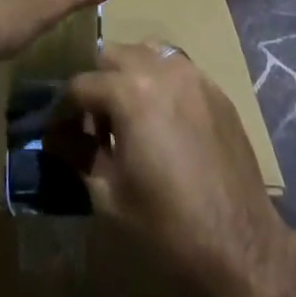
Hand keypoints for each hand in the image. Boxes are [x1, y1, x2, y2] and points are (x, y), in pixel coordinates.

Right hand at [48, 43, 285, 295]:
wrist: (240, 244)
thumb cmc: (167, 224)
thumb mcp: (109, 194)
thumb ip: (78, 153)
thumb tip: (56, 136)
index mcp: (129, 91)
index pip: (80, 85)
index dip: (63, 110)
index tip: (58, 131)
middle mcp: (160, 69)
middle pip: (111, 55)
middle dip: (96, 84)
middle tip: (94, 123)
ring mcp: (193, 75)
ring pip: (147, 52)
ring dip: (129, 74)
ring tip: (129, 114)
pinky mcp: (215, 90)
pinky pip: (177, 69)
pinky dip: (160, 82)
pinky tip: (162, 120)